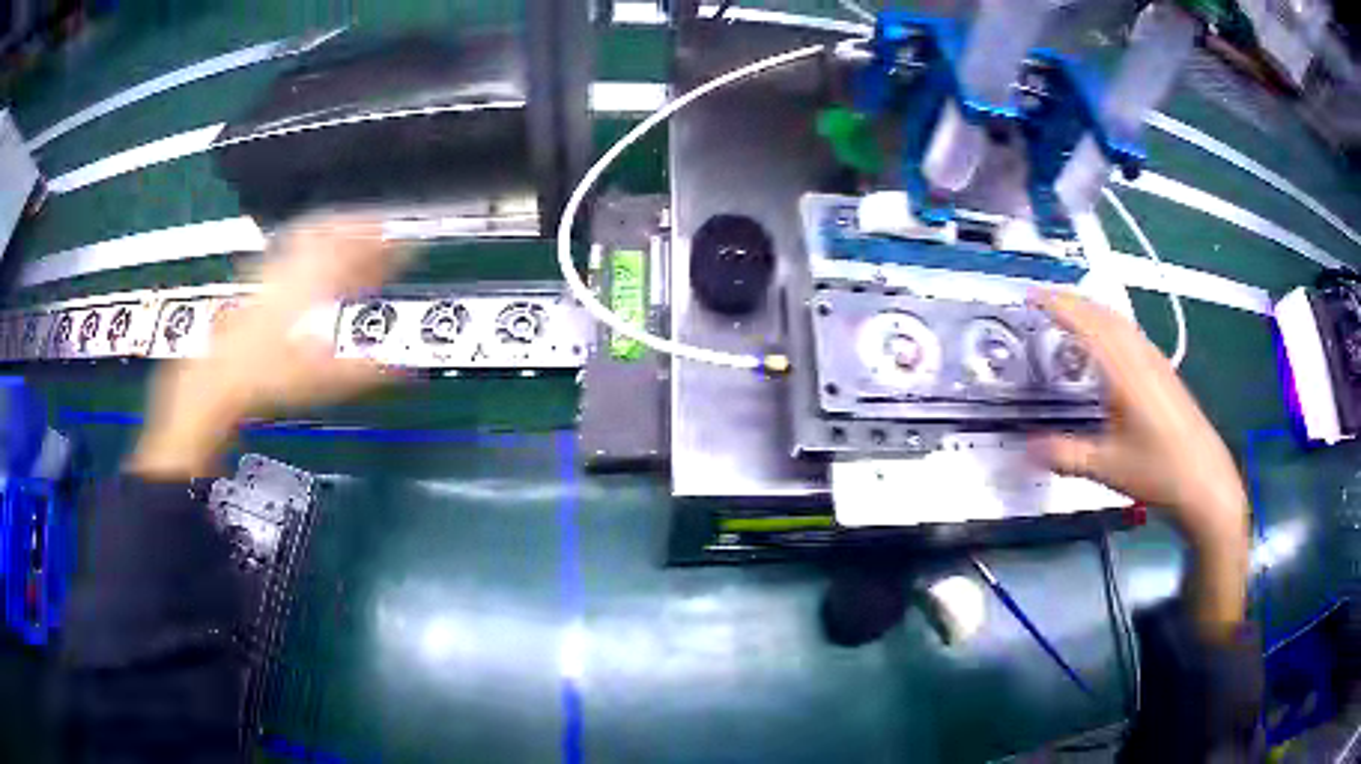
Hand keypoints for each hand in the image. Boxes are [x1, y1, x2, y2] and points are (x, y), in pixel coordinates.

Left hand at [129, 216, 409, 479]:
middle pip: (335, 231)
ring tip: (355, 226)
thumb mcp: (321, 379)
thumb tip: (410, 371)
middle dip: (365, 225)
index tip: (407, 247)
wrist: (218, 377)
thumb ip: (366, 370)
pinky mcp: (260, 276)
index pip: (358, 254)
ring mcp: (275, 267)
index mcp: (315, 284)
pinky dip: (313, 237)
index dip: (386, 248)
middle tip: (386, 227)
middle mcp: (296, 266)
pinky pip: (294, 243)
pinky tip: (312, 245)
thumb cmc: (269, 378)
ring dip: (338, 225)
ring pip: (312, 231)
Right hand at [1030, 290, 1249, 639]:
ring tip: (1067, 314)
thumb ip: (1065, 455)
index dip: (1058, 305)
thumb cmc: (1158, 473)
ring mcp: (1155, 362)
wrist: (1205, 482)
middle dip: (1071, 299)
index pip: (1087, 324)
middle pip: (1103, 313)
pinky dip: (1108, 325)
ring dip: (1091, 309)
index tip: (1030, 296)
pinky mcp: (1163, 372)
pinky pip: (1130, 333)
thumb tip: (1025, 449)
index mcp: (1125, 372)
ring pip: (1119, 321)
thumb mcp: (1107, 468)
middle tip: (1041, 300)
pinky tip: (1104, 343)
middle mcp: (1141, 356)